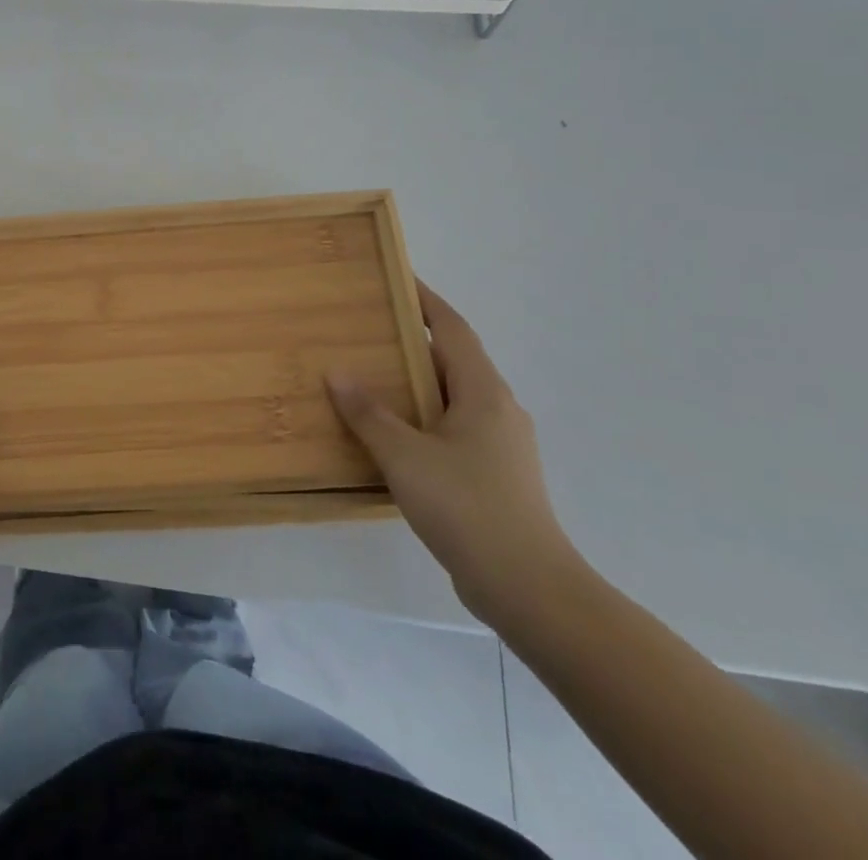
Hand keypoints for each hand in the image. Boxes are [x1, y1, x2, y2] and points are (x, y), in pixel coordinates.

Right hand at [327, 281, 582, 625]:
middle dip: (412, 341)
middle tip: (366, 329)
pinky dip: (422, 418)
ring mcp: (500, 444)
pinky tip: (392, 435)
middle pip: (452, 359)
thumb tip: (337, 372)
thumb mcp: (405, 456)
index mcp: (483, 392)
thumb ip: (369, 413)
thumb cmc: (468, 507)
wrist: (530, 589)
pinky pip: (453, 428)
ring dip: (416, 383)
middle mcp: (498, 409)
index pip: (452, 328)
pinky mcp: (495, 475)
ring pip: (452, 397)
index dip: (425, 300)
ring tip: (371, 377)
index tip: (397, 279)